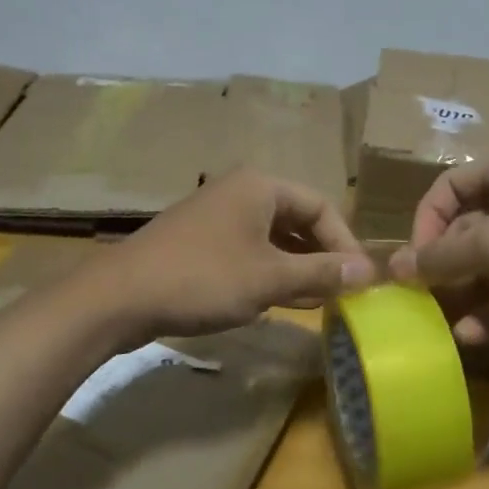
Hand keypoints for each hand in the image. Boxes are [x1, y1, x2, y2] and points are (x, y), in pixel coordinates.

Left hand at [89, 169, 375, 340]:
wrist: (120, 296)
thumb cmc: (203, 278)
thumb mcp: (269, 278)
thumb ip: (320, 272)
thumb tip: (368, 272)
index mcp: (261, 186)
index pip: (322, 206)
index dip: (345, 243)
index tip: (360, 281)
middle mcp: (241, 192)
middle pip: (298, 219)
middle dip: (321, 256)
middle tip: (342, 293)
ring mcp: (218, 216)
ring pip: (274, 238)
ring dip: (298, 268)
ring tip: (319, 301)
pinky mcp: (201, 241)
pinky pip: (249, 251)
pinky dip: (270, 272)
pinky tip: (282, 301)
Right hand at [388, 151, 488, 352]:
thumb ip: (438, 256)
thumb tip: (393, 266)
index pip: (449, 186)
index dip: (426, 219)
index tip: (415, 256)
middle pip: (466, 230)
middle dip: (443, 264)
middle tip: (419, 294)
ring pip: (488, 267)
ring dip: (464, 293)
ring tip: (438, 320)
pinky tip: (469, 334)